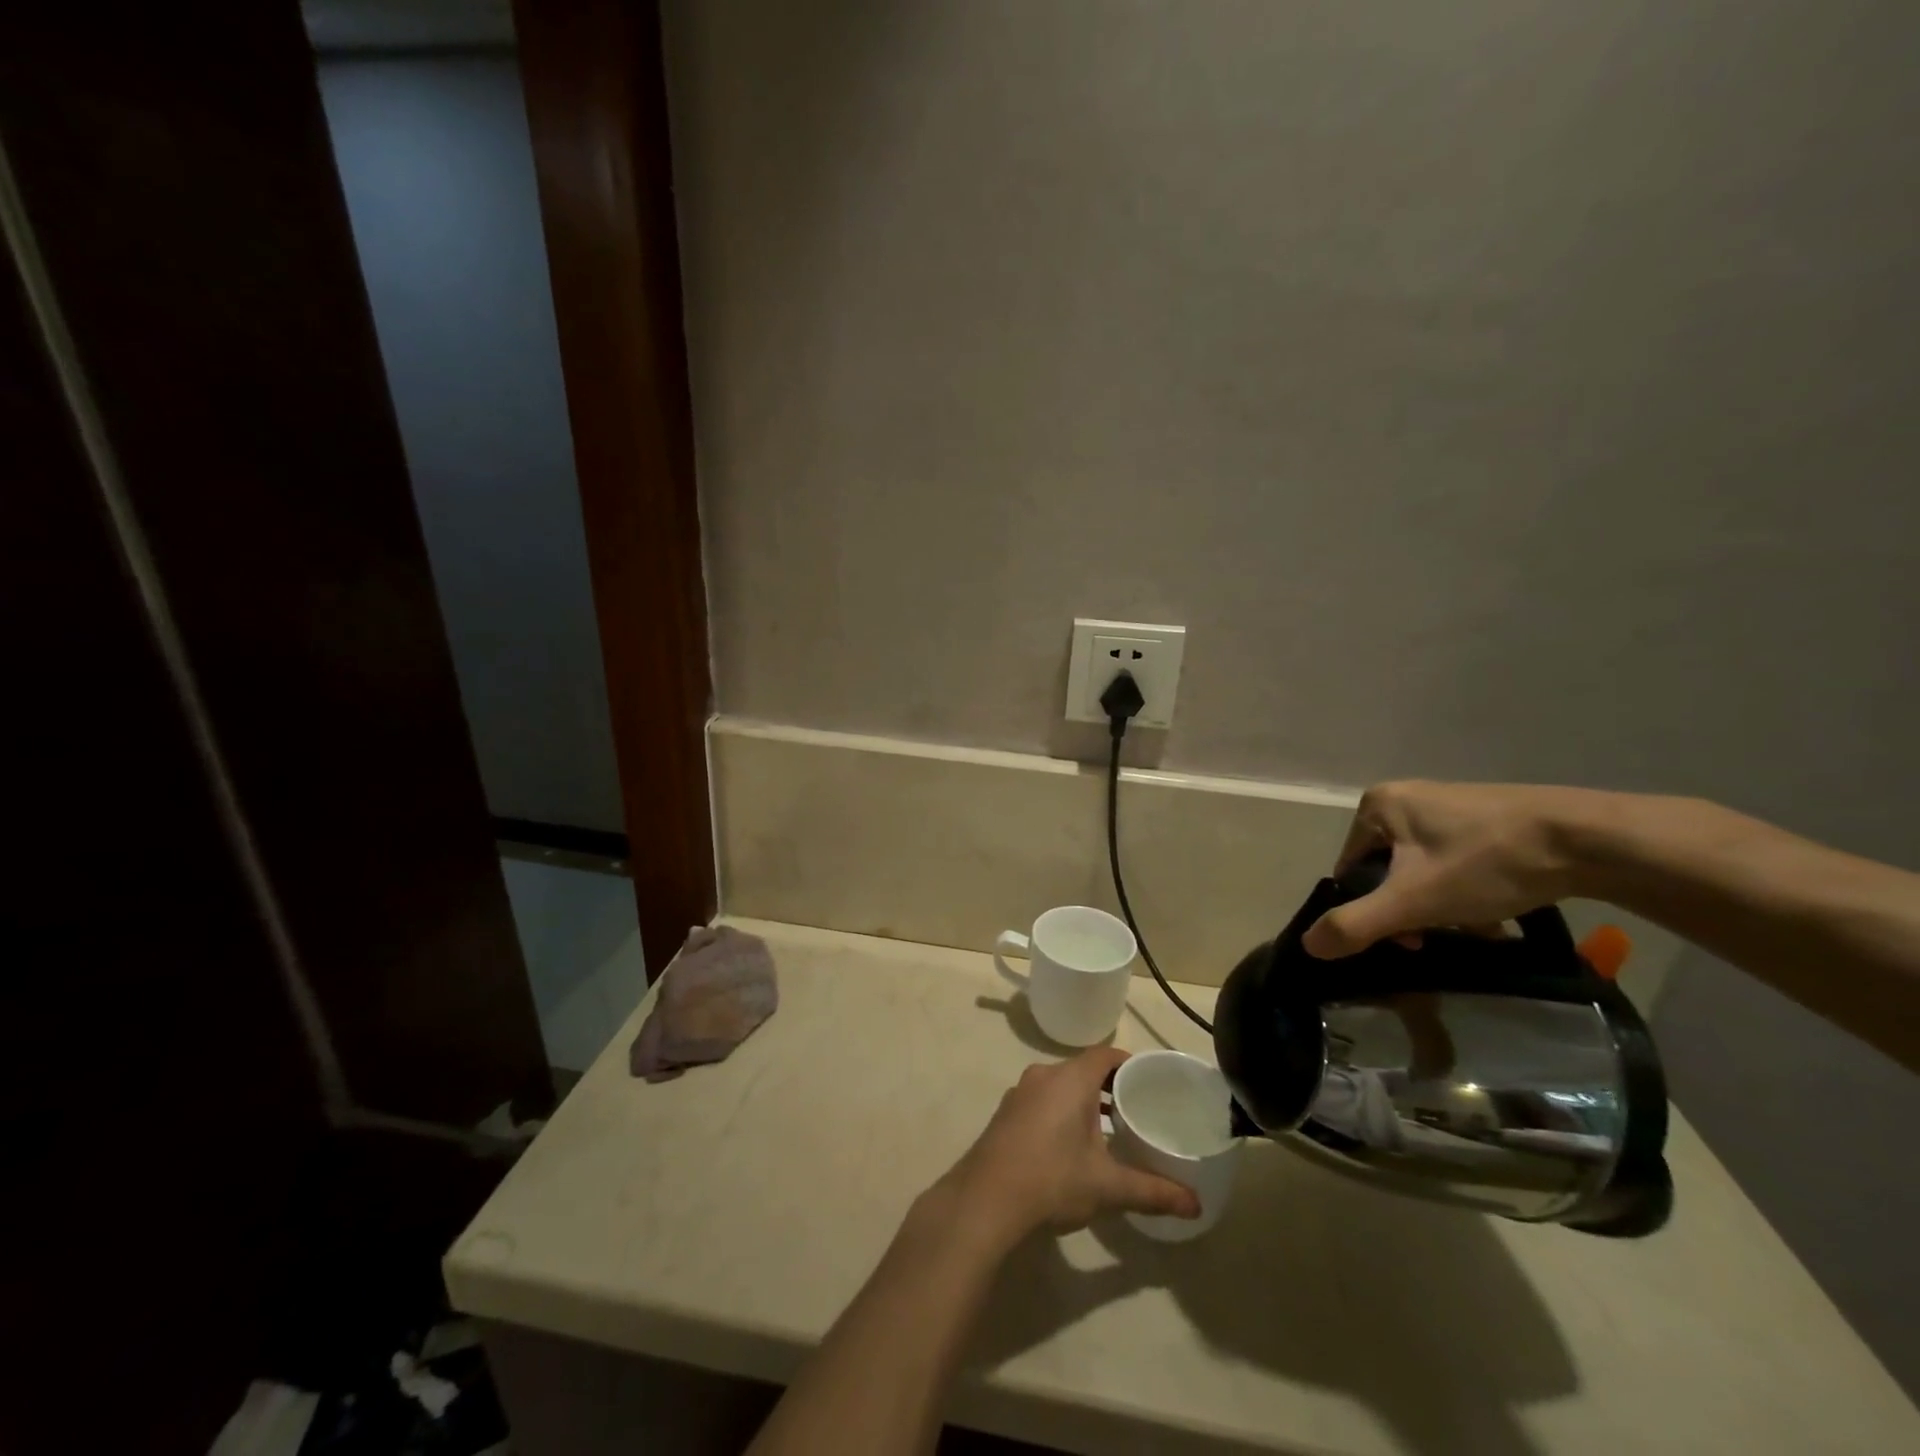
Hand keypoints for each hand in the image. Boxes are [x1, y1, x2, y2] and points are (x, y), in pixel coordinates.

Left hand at [939, 1047, 1199, 1248]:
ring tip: (1111, 1130)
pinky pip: (1043, 1100)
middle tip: (1138, 1110)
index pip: (1105, 1055)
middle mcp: (1043, 1075)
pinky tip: (1073, 1146)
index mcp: (1070, 1079)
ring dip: (1085, 1101)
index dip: (1129, 1064)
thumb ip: (1153, 1191)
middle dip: (1110, 1086)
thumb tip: (1196, 1205)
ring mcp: (1020, 1093)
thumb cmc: (1052, 1180)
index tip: (1151, 1083)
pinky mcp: (1006, 1114)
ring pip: (1061, 1085)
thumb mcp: (1108, 1187)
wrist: (984, 1201)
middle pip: (1083, 1068)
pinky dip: (1062, 1111)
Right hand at [1303, 781, 1595, 958]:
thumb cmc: (1486, 863)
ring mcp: (1447, 803)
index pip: (1350, 870)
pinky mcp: (1485, 815)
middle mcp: (1405, 796)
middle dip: (1411, 910)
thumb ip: (1356, 924)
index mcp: (1376, 805)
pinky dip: (1466, 889)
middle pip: (1386, 871)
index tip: (1408, 937)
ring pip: (1422, 870)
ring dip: (1440, 905)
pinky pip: (1454, 860)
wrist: (1589, 839)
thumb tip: (1308, 945)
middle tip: (1441, 935)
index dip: (1371, 910)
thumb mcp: (1413, 900)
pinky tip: (1494, 911)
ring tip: (1476, 926)